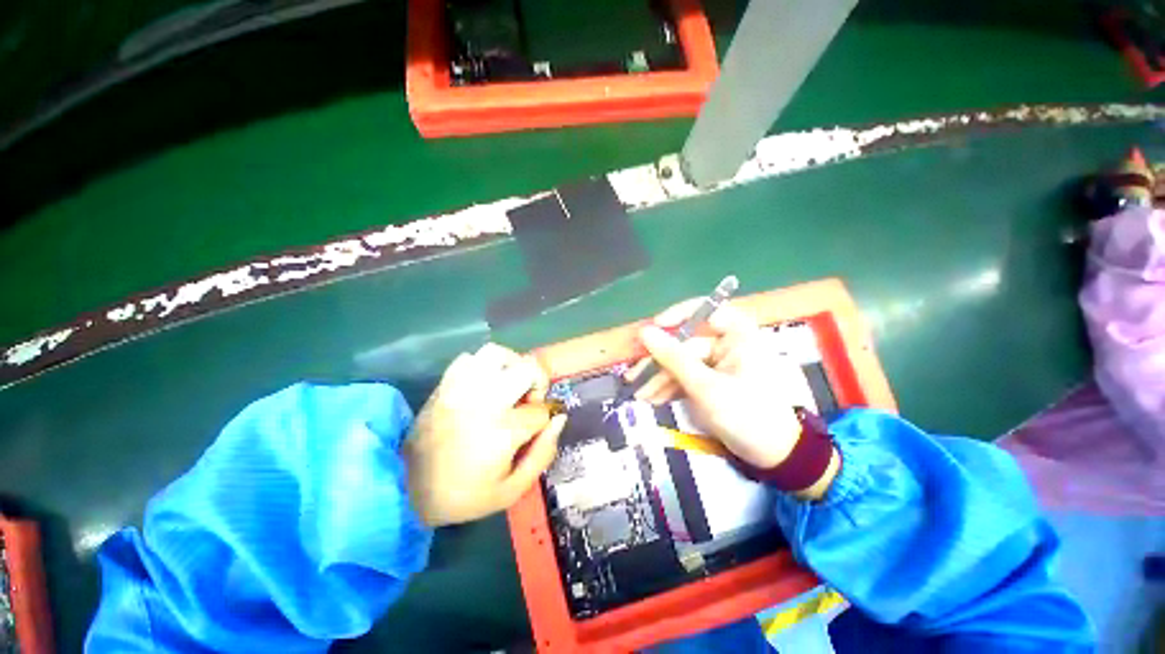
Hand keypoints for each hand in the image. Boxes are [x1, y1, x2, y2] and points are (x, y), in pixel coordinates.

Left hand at [405, 343, 567, 526]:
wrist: (405, 489)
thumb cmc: (463, 495)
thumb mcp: (511, 490)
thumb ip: (543, 454)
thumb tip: (559, 418)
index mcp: (502, 430)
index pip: (540, 411)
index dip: (545, 419)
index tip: (536, 429)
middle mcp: (484, 400)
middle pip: (526, 369)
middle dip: (537, 383)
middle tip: (529, 400)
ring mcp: (462, 388)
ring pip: (497, 353)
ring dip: (512, 365)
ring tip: (510, 384)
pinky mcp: (445, 384)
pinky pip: (469, 358)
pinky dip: (483, 365)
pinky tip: (485, 383)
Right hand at [627, 301, 810, 470]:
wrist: (774, 456)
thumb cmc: (747, 415)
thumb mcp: (706, 386)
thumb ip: (674, 357)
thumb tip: (645, 332)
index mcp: (737, 335)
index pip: (705, 310)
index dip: (676, 316)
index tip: (652, 329)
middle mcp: (726, 344)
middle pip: (684, 343)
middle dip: (659, 361)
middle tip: (634, 374)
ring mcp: (716, 364)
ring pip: (680, 363)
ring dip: (659, 378)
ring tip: (639, 394)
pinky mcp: (709, 381)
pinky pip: (684, 377)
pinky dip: (669, 388)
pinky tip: (652, 399)